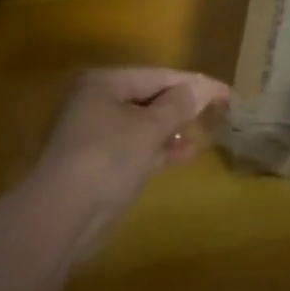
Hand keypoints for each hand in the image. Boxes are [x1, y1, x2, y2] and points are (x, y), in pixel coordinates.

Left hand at [26, 67, 229, 252]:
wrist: (63, 215)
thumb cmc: (108, 158)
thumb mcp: (150, 128)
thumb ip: (179, 105)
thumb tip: (202, 86)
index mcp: (104, 83)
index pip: (158, 75)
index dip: (194, 83)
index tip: (226, 92)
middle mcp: (96, 102)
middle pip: (149, 97)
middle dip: (182, 105)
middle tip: (219, 112)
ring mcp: (95, 134)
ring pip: (143, 124)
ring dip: (173, 128)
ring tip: (206, 132)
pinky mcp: (98, 163)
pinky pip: (136, 147)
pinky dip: (159, 148)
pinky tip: (186, 153)